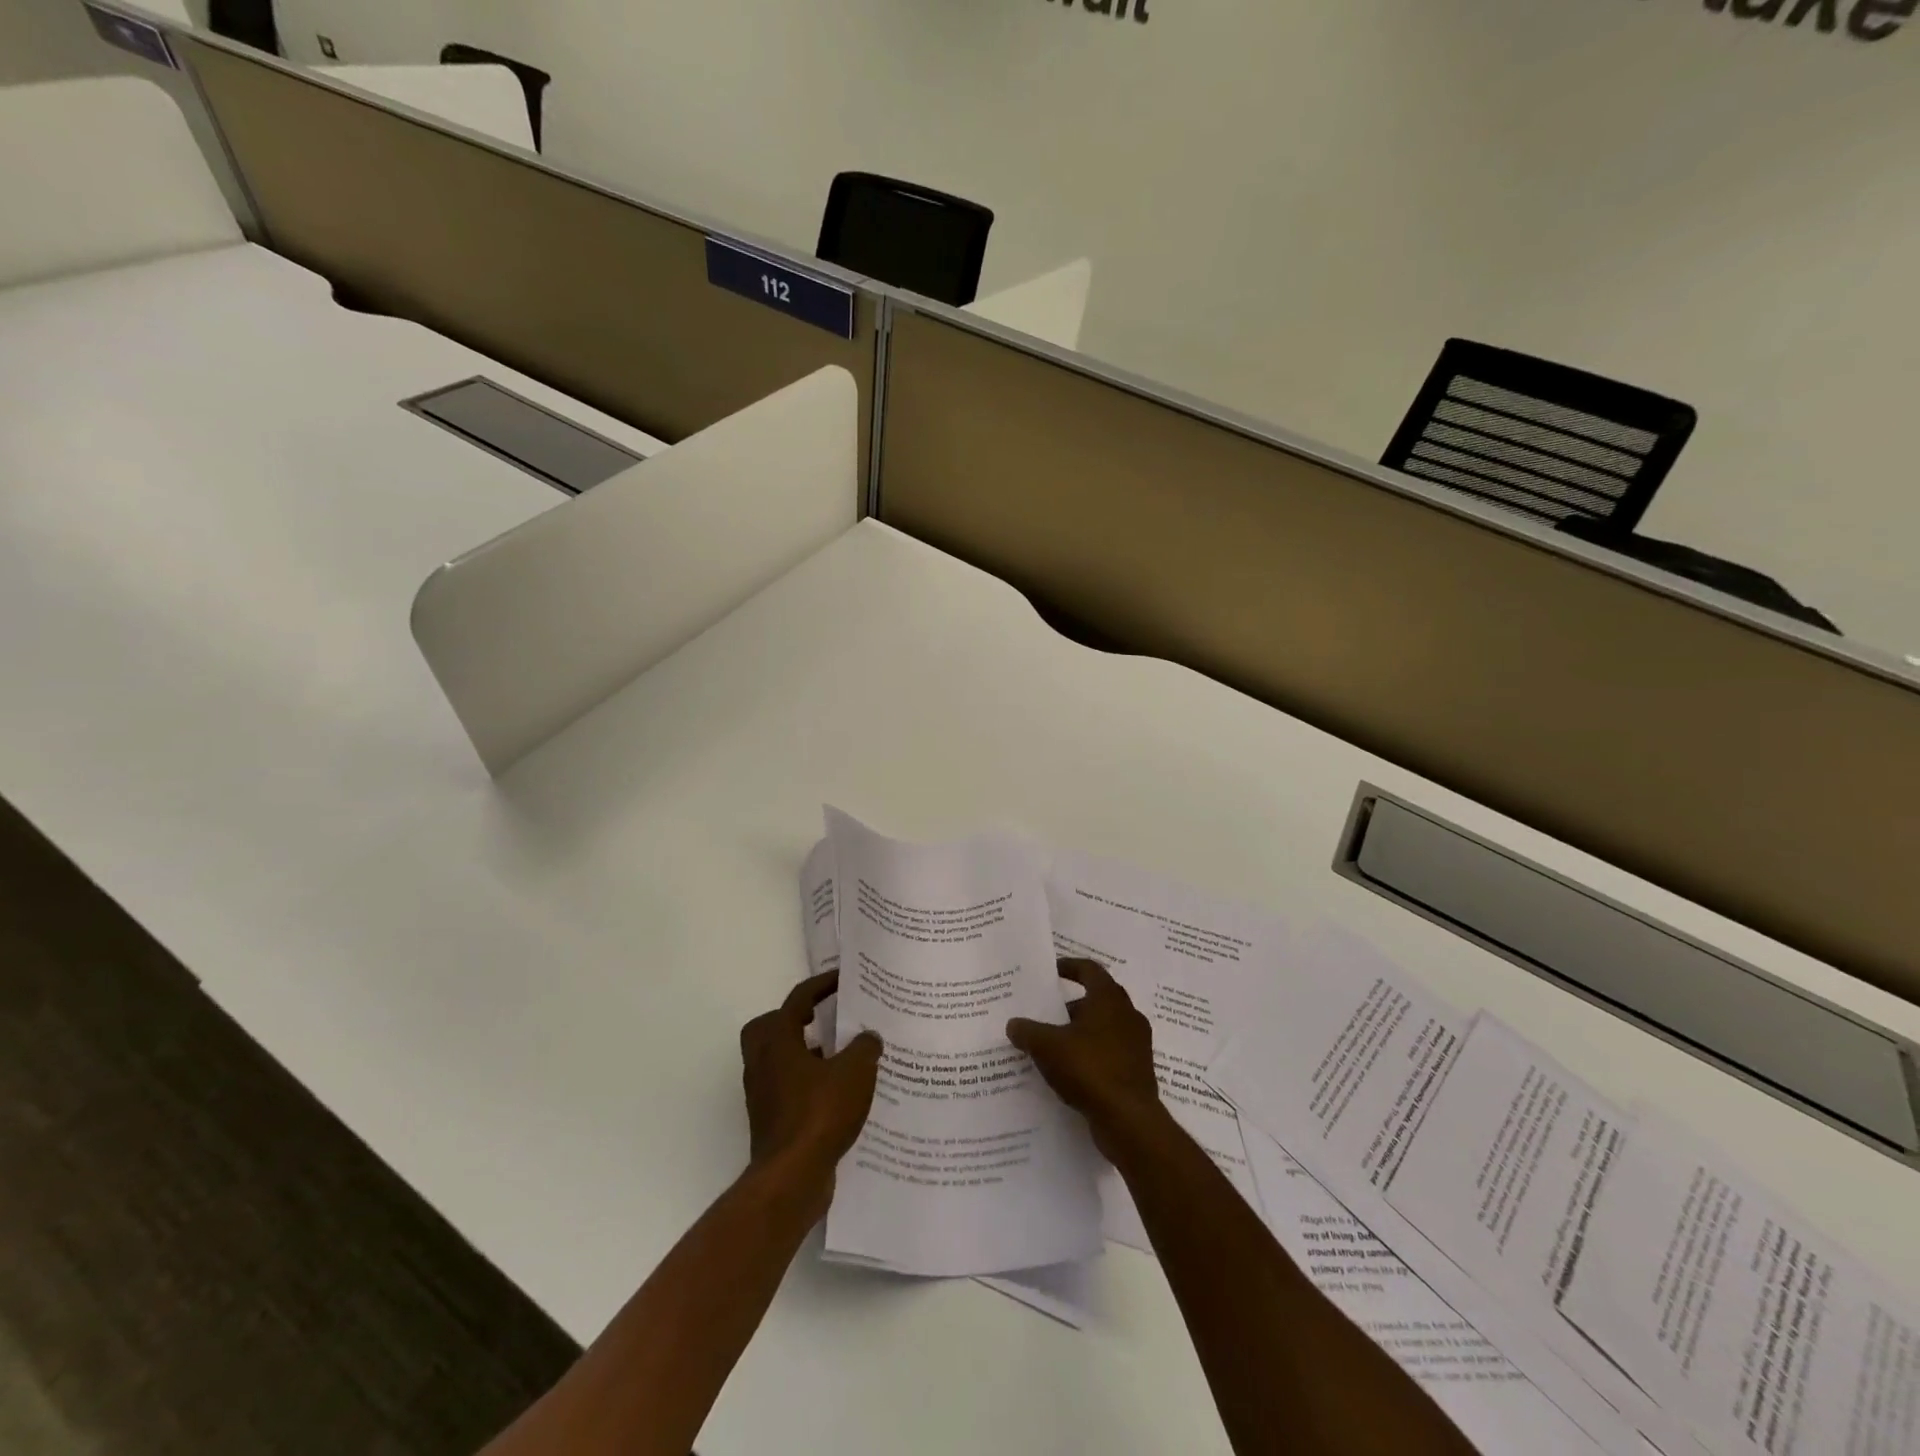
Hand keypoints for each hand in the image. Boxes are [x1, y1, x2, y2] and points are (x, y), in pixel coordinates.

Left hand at [740, 972, 882, 1193]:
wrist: (792, 1177)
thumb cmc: (820, 1113)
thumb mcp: (855, 1071)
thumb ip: (865, 1047)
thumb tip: (868, 1037)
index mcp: (778, 1040)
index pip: (798, 999)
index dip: (822, 984)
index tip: (843, 978)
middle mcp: (762, 1062)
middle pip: (770, 1026)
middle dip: (794, 1019)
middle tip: (821, 1018)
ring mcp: (762, 1094)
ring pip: (777, 1060)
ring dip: (803, 1052)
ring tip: (838, 1055)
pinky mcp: (770, 1120)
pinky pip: (786, 1087)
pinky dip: (807, 1082)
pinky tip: (837, 1091)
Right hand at [1007, 958, 1165, 1159]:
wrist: (1129, 1120)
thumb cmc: (1089, 1069)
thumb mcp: (1047, 1046)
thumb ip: (1027, 1031)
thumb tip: (1013, 1024)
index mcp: (1109, 999)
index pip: (1090, 969)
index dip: (1070, 966)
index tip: (1052, 971)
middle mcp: (1128, 1015)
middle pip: (1097, 1000)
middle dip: (1071, 1006)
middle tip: (1047, 1012)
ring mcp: (1136, 1045)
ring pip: (1104, 1028)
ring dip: (1080, 1032)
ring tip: (1054, 1044)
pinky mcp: (1138, 1071)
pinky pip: (1110, 1053)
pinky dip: (1091, 1055)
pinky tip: (1070, 1071)